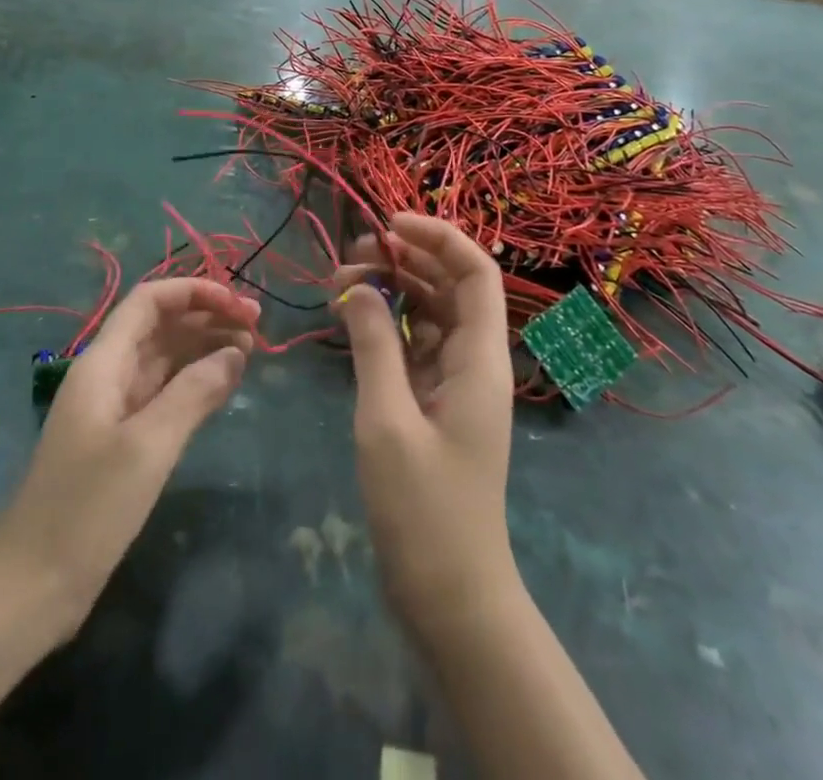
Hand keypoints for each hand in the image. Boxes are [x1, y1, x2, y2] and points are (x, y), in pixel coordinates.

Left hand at [0, 279, 256, 635]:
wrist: (28, 588)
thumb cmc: (86, 508)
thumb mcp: (147, 446)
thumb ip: (194, 393)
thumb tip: (235, 353)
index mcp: (104, 363)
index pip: (150, 301)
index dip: (195, 292)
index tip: (238, 305)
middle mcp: (109, 375)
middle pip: (162, 325)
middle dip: (208, 316)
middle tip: (258, 326)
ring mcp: (115, 409)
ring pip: (166, 358)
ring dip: (206, 346)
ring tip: (251, 350)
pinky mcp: (123, 440)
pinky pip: (165, 392)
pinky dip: (196, 381)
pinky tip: (225, 384)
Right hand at [334, 215, 516, 636]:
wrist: (450, 597)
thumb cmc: (424, 510)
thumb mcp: (387, 420)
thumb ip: (373, 344)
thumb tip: (358, 284)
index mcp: (480, 358)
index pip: (475, 272)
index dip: (439, 236)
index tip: (389, 225)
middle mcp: (476, 361)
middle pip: (450, 286)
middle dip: (405, 260)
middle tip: (351, 256)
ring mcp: (456, 382)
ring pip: (430, 313)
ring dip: (393, 290)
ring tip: (342, 282)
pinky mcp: (436, 403)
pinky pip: (416, 345)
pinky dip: (388, 326)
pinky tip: (354, 321)